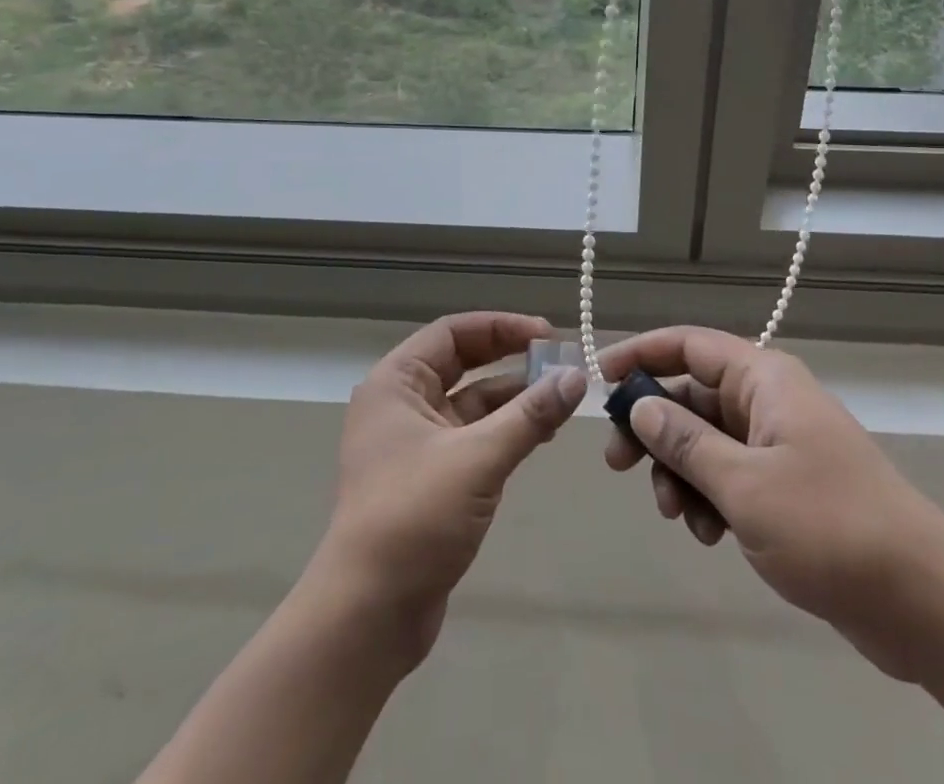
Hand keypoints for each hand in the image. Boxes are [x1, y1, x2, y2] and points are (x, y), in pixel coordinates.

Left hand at [316, 312, 586, 664]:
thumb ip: (530, 415)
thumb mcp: (477, 458)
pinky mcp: (431, 478)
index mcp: (397, 382)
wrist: (367, 616)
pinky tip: (540, 434)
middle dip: (512, 359)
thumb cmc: (414, 517)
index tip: (548, 335)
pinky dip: (506, 431)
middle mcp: (402, 403)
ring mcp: (415, 442)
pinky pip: (474, 437)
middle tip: (560, 362)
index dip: (503, 327)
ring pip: (473, 402)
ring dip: (514, 398)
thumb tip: (576, 377)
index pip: (453, 332)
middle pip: (464, 362)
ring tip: (562, 399)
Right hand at [601, 326, 943, 680]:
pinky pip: (729, 475)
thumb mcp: (743, 484)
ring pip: (706, 440)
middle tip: (619, 465)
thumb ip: (685, 441)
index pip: (689, 344)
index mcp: (763, 378)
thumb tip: (640, 405)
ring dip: (681, 472)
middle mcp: (769, 400)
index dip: (641, 354)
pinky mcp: (786, 485)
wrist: (923, 600)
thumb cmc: (829, 525)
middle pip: (692, 395)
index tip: (600, 379)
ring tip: (677, 516)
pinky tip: (710, 535)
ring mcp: (779, 444)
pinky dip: (709, 497)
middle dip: (654, 428)